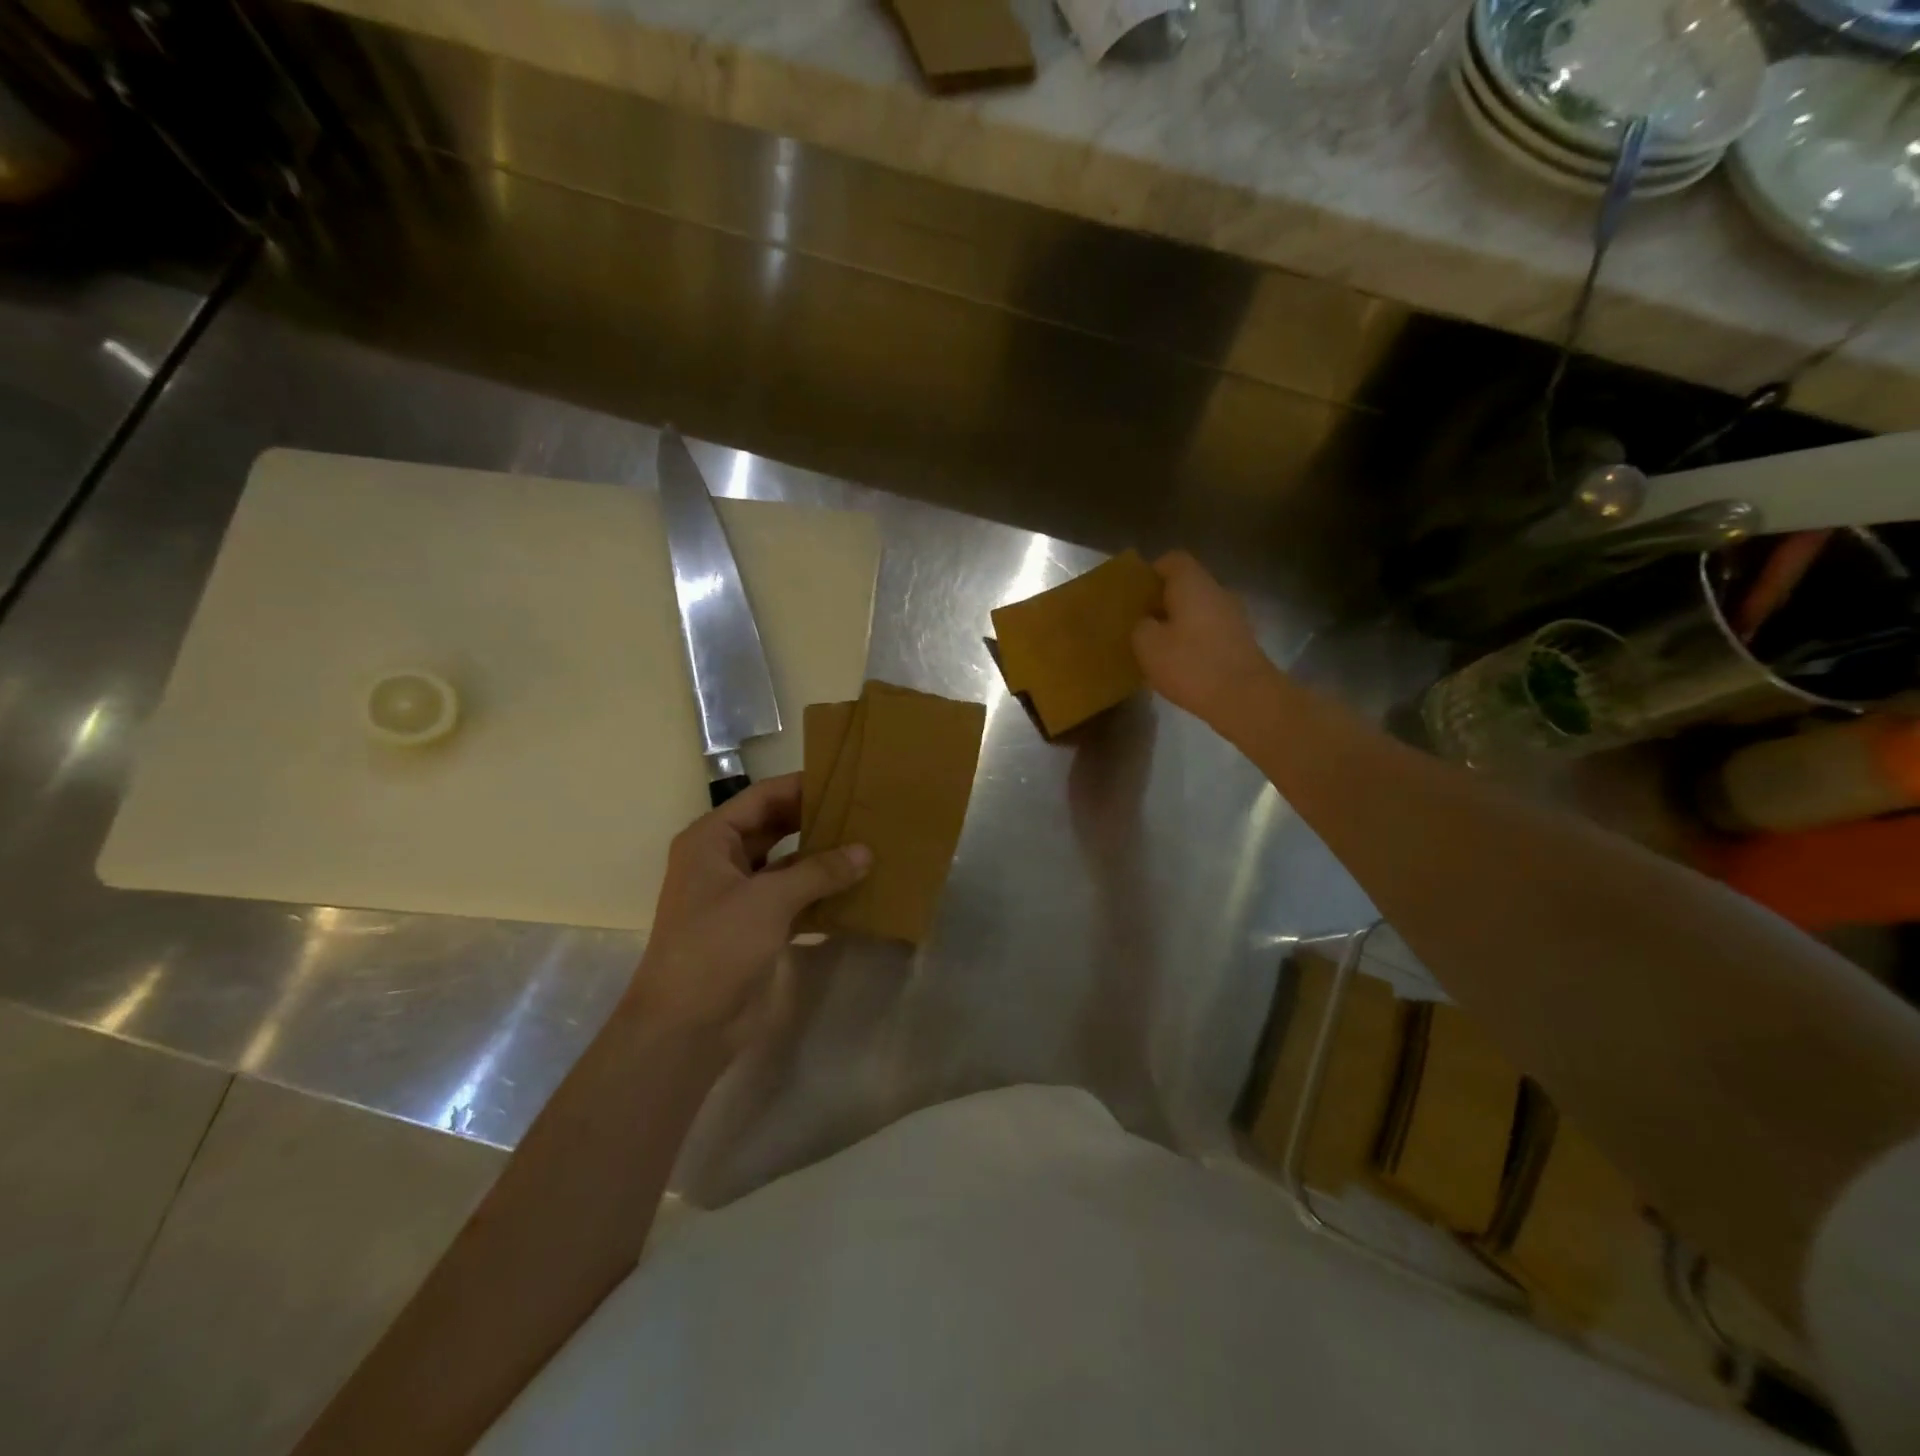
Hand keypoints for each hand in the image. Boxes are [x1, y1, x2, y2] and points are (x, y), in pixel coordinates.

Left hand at [629, 774, 869, 1045]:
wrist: (686, 1027)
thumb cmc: (716, 946)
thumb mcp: (769, 900)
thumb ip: (819, 871)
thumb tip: (866, 852)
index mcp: (712, 840)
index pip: (762, 797)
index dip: (801, 787)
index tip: (845, 779)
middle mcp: (724, 860)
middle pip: (776, 827)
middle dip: (816, 821)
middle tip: (863, 811)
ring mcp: (740, 895)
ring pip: (788, 864)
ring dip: (822, 858)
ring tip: (868, 845)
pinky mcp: (756, 927)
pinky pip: (794, 898)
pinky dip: (821, 893)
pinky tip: (857, 890)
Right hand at [1132, 551, 1276, 727]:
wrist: (1245, 698)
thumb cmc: (1191, 664)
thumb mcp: (1147, 645)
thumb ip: (1140, 626)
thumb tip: (1146, 622)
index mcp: (1193, 583)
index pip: (1172, 560)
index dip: (1151, 572)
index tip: (1135, 593)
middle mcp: (1218, 592)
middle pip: (1187, 585)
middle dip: (1163, 600)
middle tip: (1140, 622)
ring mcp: (1234, 617)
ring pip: (1199, 609)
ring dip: (1179, 622)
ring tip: (1158, 646)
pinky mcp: (1241, 642)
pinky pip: (1211, 631)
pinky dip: (1194, 640)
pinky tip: (1181, 663)